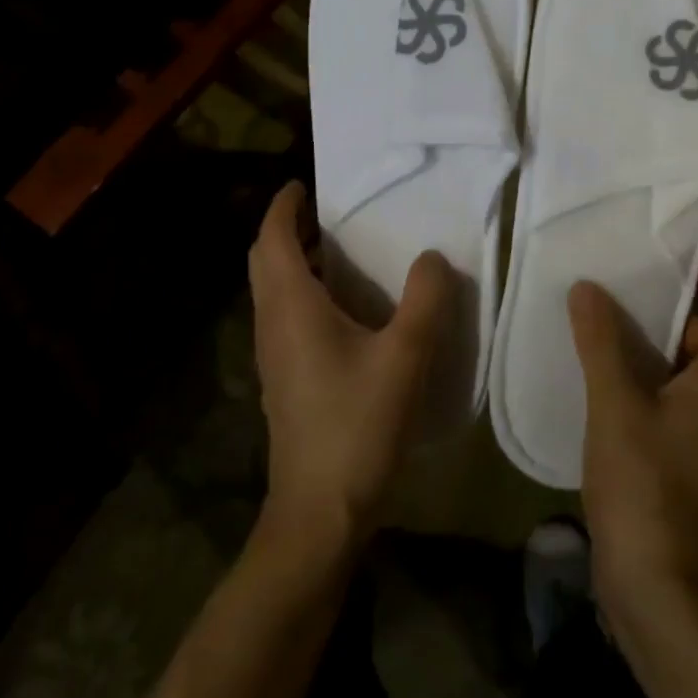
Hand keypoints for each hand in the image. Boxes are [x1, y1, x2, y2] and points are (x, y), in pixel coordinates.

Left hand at [247, 182, 453, 557]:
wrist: (319, 512)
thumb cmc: (357, 426)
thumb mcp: (405, 357)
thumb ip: (425, 299)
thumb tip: (432, 257)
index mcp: (292, 307)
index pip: (272, 239)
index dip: (284, 207)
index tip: (304, 185)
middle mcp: (272, 324)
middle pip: (265, 261)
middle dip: (287, 229)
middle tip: (326, 212)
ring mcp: (273, 356)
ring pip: (272, 290)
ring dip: (294, 260)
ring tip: (339, 249)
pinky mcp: (284, 380)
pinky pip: (285, 316)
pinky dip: (303, 292)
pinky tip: (344, 308)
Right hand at [570, 256, 697, 615]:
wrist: (656, 583)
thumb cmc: (645, 484)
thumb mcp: (616, 405)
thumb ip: (601, 343)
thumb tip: (588, 289)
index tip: (692, 259)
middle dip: (679, 309)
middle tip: (631, 293)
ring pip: (689, 370)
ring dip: (656, 343)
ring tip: (606, 327)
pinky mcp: (680, 458)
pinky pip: (670, 397)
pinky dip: (645, 377)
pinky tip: (603, 379)